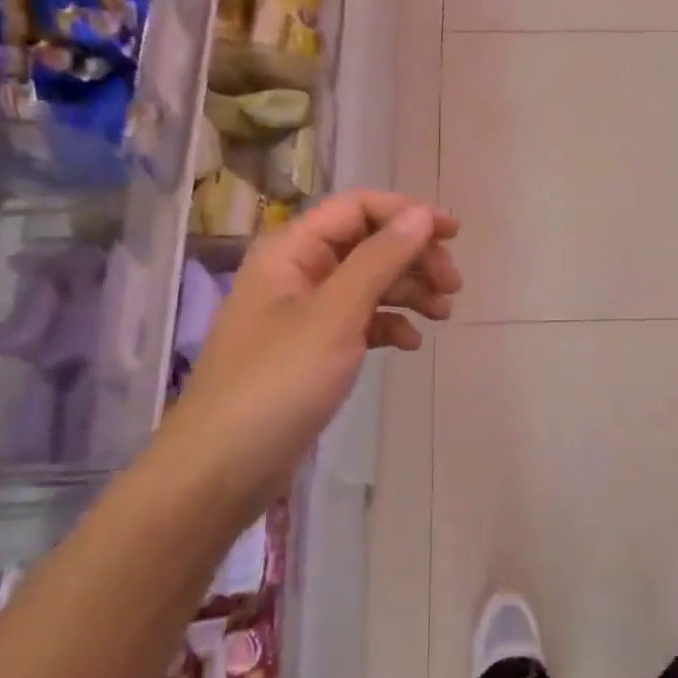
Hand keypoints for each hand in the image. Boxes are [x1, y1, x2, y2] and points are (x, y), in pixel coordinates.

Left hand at [158, 191, 460, 501]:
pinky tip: (412, 344)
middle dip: (413, 257)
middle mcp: (297, 273)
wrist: (223, 468)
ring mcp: (304, 313)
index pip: (356, 208)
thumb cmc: (279, 382)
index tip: (453, 234)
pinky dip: (390, 325)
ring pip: (368, 283)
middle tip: (453, 285)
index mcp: (292, 251)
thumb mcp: (336, 314)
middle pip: (367, 244)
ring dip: (409, 291)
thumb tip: (421, 214)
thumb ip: (380, 259)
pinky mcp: (313, 350)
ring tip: (444, 314)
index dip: (406, 213)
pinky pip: (361, 321)